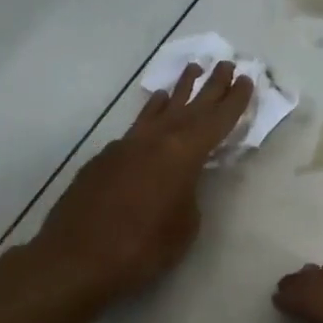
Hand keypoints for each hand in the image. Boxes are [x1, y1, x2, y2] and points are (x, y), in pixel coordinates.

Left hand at [33, 61, 253, 304]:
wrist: (76, 259)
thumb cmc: (142, 247)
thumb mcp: (185, 226)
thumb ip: (189, 196)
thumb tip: (179, 184)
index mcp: (181, 155)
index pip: (216, 121)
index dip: (234, 101)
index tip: (246, 79)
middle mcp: (154, 141)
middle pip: (189, 107)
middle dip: (210, 86)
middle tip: (225, 63)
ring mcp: (126, 147)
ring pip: (159, 111)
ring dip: (178, 91)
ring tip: (191, 70)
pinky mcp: (104, 159)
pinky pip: (137, 127)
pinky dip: (151, 114)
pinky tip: (155, 107)